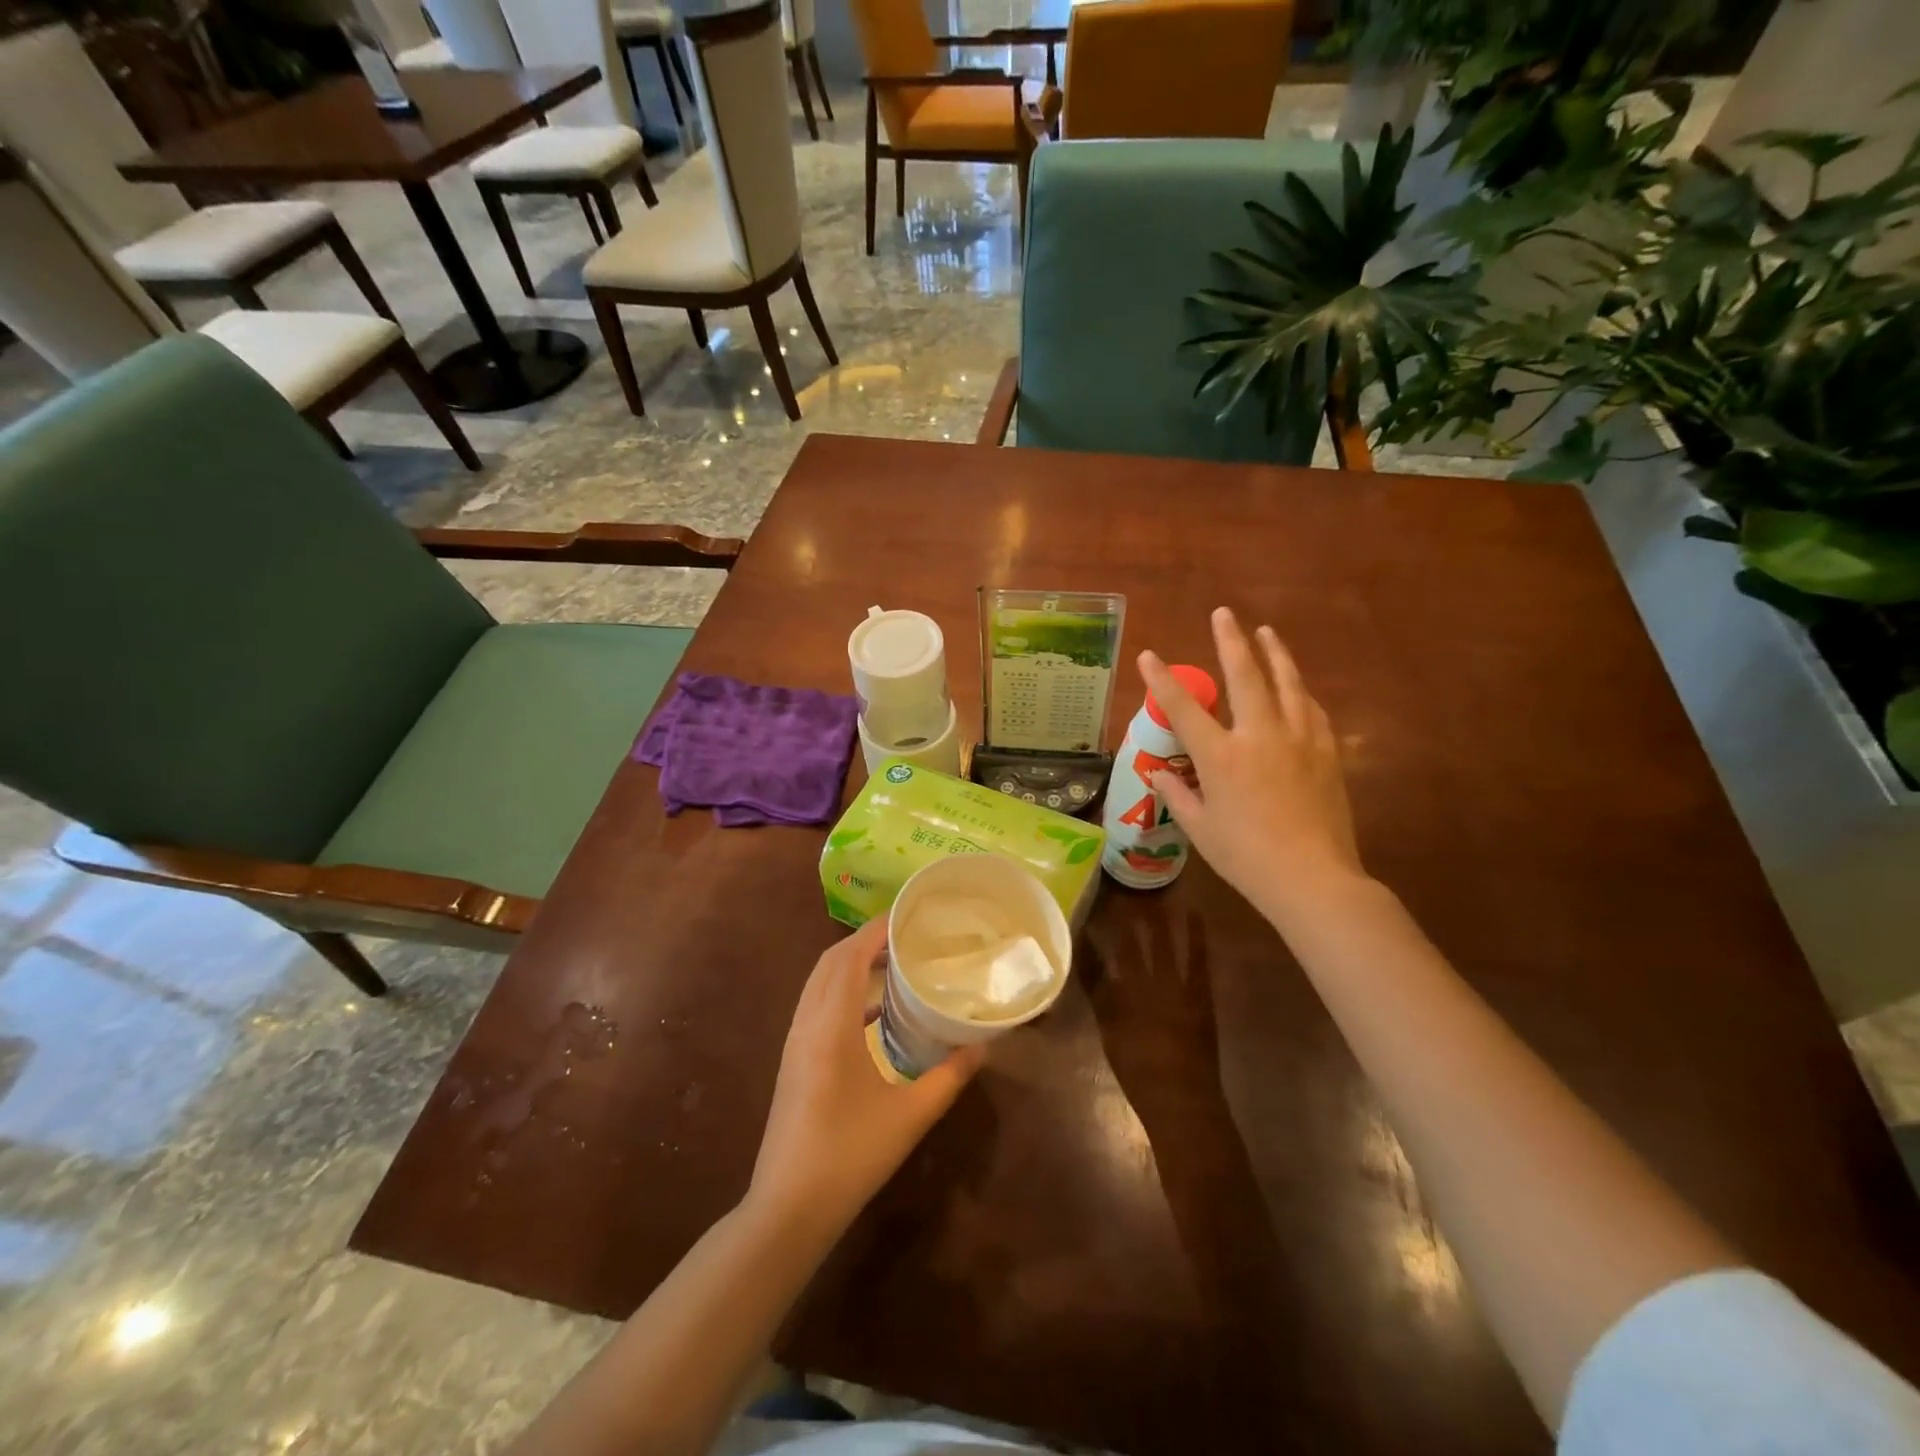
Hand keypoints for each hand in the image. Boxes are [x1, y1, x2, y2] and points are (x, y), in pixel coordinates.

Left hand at [748, 918, 983, 1238]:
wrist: (788, 1208)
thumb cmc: (851, 1156)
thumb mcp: (911, 1116)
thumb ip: (950, 1076)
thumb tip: (984, 1046)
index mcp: (830, 1026)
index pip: (849, 957)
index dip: (875, 930)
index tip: (908, 916)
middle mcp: (807, 1023)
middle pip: (830, 962)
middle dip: (864, 941)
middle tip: (905, 936)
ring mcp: (795, 1042)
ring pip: (819, 982)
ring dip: (851, 963)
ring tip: (892, 962)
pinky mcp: (794, 1060)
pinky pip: (817, 1004)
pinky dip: (843, 990)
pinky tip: (874, 1011)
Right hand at [1139, 608, 1365, 920]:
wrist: (1313, 878)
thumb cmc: (1246, 857)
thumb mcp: (1201, 830)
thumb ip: (1178, 795)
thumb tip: (1159, 774)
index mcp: (1221, 756)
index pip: (1184, 708)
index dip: (1162, 679)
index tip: (1149, 655)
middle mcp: (1259, 736)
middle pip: (1244, 676)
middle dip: (1230, 641)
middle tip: (1224, 614)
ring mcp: (1298, 740)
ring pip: (1287, 683)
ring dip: (1274, 654)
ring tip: (1266, 632)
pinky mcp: (1327, 752)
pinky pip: (1312, 710)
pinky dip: (1299, 692)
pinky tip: (1297, 687)